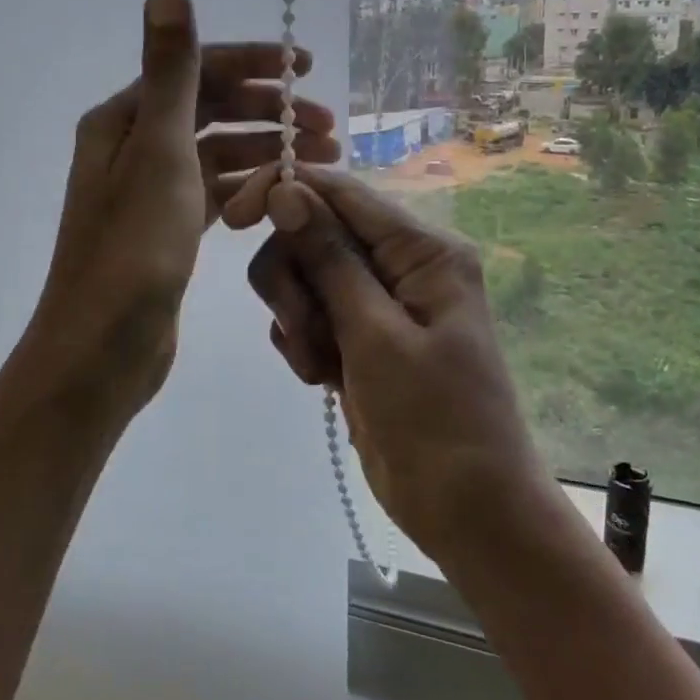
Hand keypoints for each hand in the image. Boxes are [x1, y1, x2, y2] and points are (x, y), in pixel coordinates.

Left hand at [24, 0, 338, 422]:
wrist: (103, 347)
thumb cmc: (133, 248)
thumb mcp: (158, 152)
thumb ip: (171, 72)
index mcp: (124, 120)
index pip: (196, 71)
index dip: (253, 63)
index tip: (306, 69)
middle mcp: (133, 148)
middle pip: (211, 111)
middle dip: (269, 112)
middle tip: (328, 127)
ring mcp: (151, 192)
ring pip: (218, 155)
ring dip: (266, 151)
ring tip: (322, 163)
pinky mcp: (167, 230)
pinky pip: (215, 193)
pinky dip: (248, 187)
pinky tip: (282, 193)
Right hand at [223, 163, 547, 559]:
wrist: (465, 511)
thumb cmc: (435, 420)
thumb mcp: (376, 335)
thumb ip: (329, 259)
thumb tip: (287, 189)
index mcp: (423, 250)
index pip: (341, 191)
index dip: (285, 191)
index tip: (233, 218)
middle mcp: (401, 265)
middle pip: (314, 234)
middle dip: (294, 279)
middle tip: (304, 331)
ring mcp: (378, 303)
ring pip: (305, 277)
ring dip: (298, 319)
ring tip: (320, 368)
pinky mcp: (360, 337)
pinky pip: (311, 316)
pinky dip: (305, 344)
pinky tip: (323, 381)